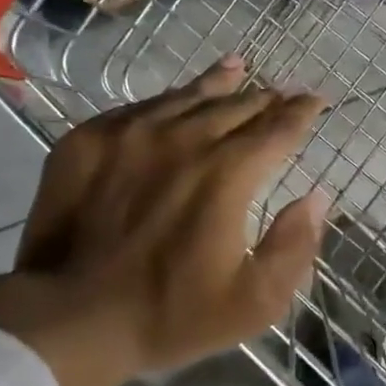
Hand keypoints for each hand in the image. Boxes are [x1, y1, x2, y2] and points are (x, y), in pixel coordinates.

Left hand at [0, 56, 329, 385]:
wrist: (69, 316)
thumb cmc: (169, 314)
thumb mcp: (254, 301)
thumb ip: (294, 245)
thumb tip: (317, 197)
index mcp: (227, 173)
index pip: (277, 128)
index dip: (301, 112)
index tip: (316, 100)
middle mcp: (184, 138)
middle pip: (235, 105)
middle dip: (265, 98)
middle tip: (281, 92)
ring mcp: (131, 133)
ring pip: (187, 96)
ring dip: (219, 84)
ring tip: (236, 68)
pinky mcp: (89, 139)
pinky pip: (140, 107)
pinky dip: (168, 100)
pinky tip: (173, 100)